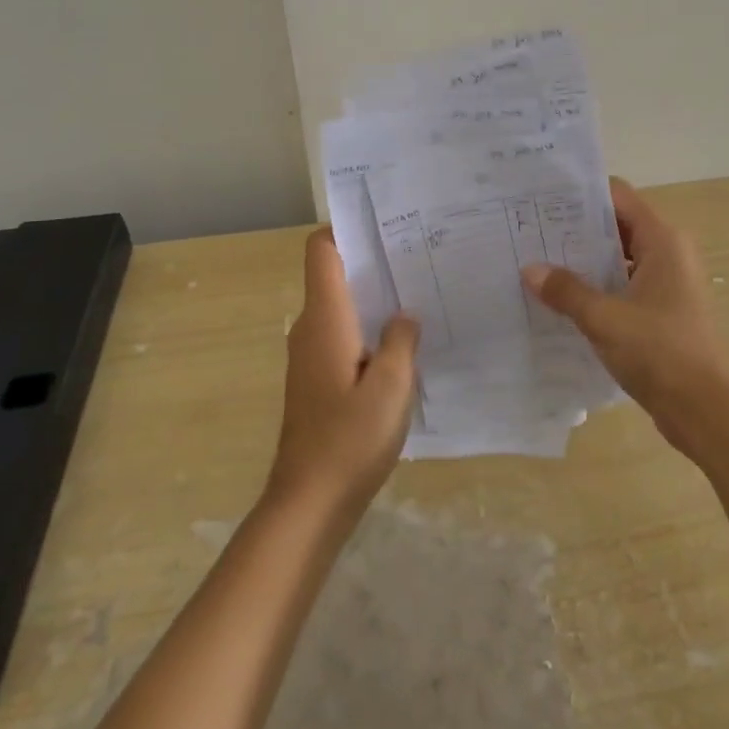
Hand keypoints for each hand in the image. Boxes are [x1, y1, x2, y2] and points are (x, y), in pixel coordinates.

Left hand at [268, 227, 418, 515]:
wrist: (309, 503)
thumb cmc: (350, 439)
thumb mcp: (392, 385)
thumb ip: (401, 340)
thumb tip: (404, 315)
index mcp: (325, 318)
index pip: (321, 250)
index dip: (345, 228)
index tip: (384, 225)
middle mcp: (311, 328)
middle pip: (334, 274)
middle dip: (372, 261)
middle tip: (419, 255)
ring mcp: (311, 355)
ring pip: (341, 307)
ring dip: (374, 298)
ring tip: (419, 294)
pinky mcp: (317, 380)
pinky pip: (343, 336)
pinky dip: (368, 329)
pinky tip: (403, 345)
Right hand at [522, 178, 728, 452]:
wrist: (706, 411)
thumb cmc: (660, 352)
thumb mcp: (604, 318)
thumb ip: (566, 291)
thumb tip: (530, 270)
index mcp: (663, 241)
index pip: (618, 197)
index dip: (581, 194)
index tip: (542, 199)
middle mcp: (669, 253)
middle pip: (617, 225)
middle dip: (575, 229)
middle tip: (530, 232)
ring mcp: (667, 284)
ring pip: (619, 259)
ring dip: (584, 262)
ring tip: (539, 264)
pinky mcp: (662, 312)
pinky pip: (624, 286)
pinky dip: (598, 288)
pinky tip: (563, 300)